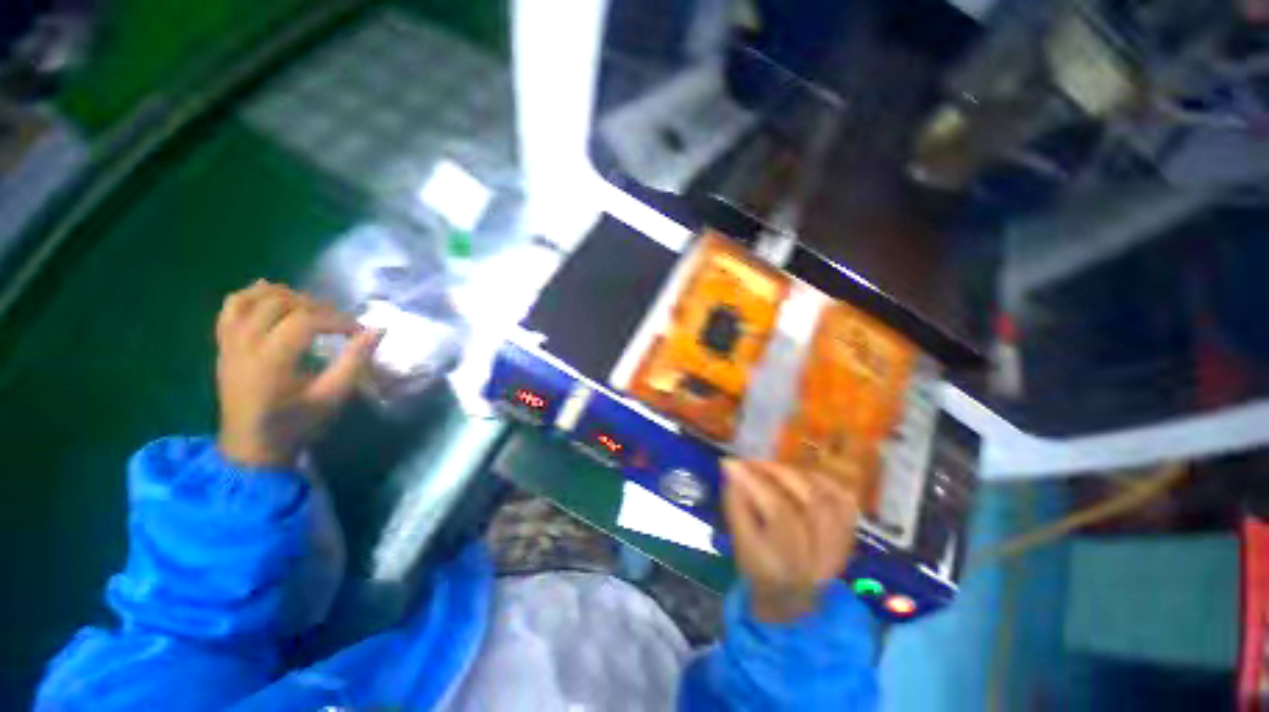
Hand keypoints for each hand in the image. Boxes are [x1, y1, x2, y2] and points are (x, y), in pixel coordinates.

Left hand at [215, 280, 380, 467]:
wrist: (251, 445)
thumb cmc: (295, 423)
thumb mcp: (332, 396)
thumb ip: (354, 361)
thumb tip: (377, 330)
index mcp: (270, 361)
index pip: (304, 320)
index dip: (336, 319)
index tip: (358, 330)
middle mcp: (244, 345)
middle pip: (278, 303)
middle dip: (315, 305)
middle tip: (338, 320)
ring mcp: (229, 343)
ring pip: (251, 299)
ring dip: (285, 295)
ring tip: (310, 307)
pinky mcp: (223, 344)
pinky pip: (231, 307)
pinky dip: (252, 295)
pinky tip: (273, 296)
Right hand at [722, 460, 858, 623]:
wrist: (792, 598)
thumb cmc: (758, 566)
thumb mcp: (739, 542)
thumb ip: (735, 505)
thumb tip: (733, 469)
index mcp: (786, 565)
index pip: (778, 512)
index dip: (755, 481)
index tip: (732, 462)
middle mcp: (818, 559)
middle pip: (809, 502)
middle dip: (777, 473)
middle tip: (752, 462)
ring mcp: (839, 548)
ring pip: (828, 499)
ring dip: (796, 475)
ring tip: (772, 468)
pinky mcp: (849, 536)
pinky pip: (844, 501)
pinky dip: (823, 482)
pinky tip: (801, 476)